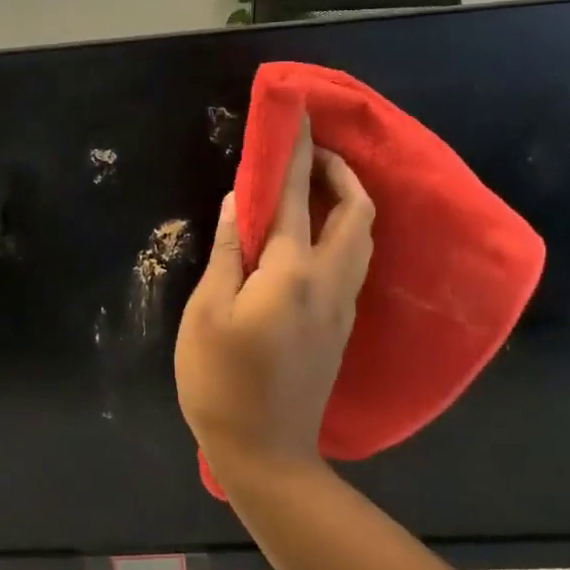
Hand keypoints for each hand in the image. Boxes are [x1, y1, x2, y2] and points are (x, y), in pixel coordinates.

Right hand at [175, 116, 374, 478]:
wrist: (267, 454)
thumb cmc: (221, 381)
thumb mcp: (208, 311)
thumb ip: (230, 251)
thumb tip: (243, 201)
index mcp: (292, 272)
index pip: (298, 196)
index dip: (296, 152)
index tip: (297, 116)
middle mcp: (329, 281)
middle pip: (356, 212)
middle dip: (340, 171)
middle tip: (310, 153)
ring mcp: (342, 306)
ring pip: (362, 237)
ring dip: (347, 200)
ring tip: (316, 185)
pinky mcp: (341, 326)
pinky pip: (354, 260)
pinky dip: (344, 230)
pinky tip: (316, 234)